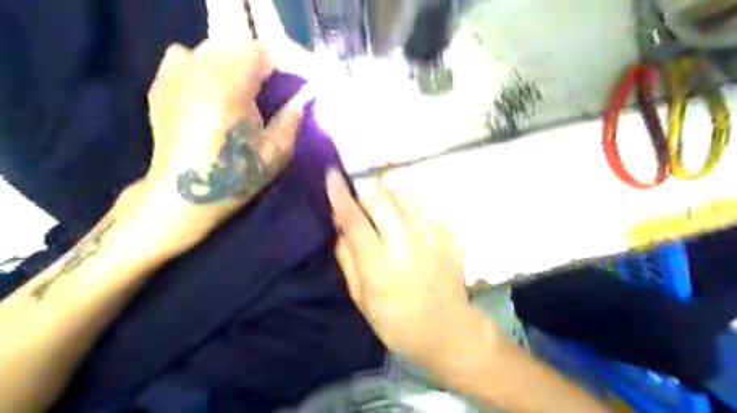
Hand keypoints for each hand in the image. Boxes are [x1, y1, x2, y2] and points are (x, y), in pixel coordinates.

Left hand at [115, 39, 310, 257]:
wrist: (185, 194)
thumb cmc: (236, 176)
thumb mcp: (276, 151)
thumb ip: (292, 117)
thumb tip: (305, 96)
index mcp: (231, 86)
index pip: (263, 52)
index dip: (287, 63)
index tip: (300, 81)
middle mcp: (200, 70)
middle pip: (239, 47)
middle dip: (265, 63)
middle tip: (279, 87)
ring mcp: (176, 74)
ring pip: (214, 49)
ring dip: (237, 62)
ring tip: (248, 87)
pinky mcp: (161, 85)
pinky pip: (185, 56)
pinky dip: (204, 63)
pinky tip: (212, 84)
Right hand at [324, 171, 481, 366]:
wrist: (448, 330)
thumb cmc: (398, 322)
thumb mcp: (362, 299)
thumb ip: (348, 260)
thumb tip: (340, 228)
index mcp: (379, 263)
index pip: (354, 219)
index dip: (340, 195)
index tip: (331, 174)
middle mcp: (406, 242)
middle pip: (381, 198)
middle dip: (366, 195)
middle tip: (363, 209)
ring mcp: (432, 235)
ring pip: (405, 196)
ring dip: (390, 199)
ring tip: (388, 216)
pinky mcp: (448, 235)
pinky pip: (423, 211)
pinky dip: (411, 216)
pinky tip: (413, 236)